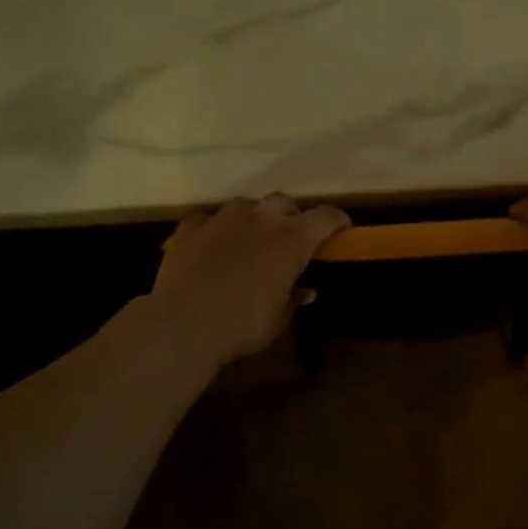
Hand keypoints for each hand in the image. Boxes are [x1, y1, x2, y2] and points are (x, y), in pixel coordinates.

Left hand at [151, 196, 349, 367]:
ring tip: (249, 240)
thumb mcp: (279, 318)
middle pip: (284, 203)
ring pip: (245, 206)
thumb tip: (304, 290)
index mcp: (291, 239)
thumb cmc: (243, 325)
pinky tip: (211, 245)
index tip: (342, 228)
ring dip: (253, 219)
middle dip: (291, 217)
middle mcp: (259, 218)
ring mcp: (222, 218)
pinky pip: (208, 220)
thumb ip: (294, 297)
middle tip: (291, 238)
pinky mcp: (190, 227)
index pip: (325, 217)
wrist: (184, 325)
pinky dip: (215, 230)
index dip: (337, 221)